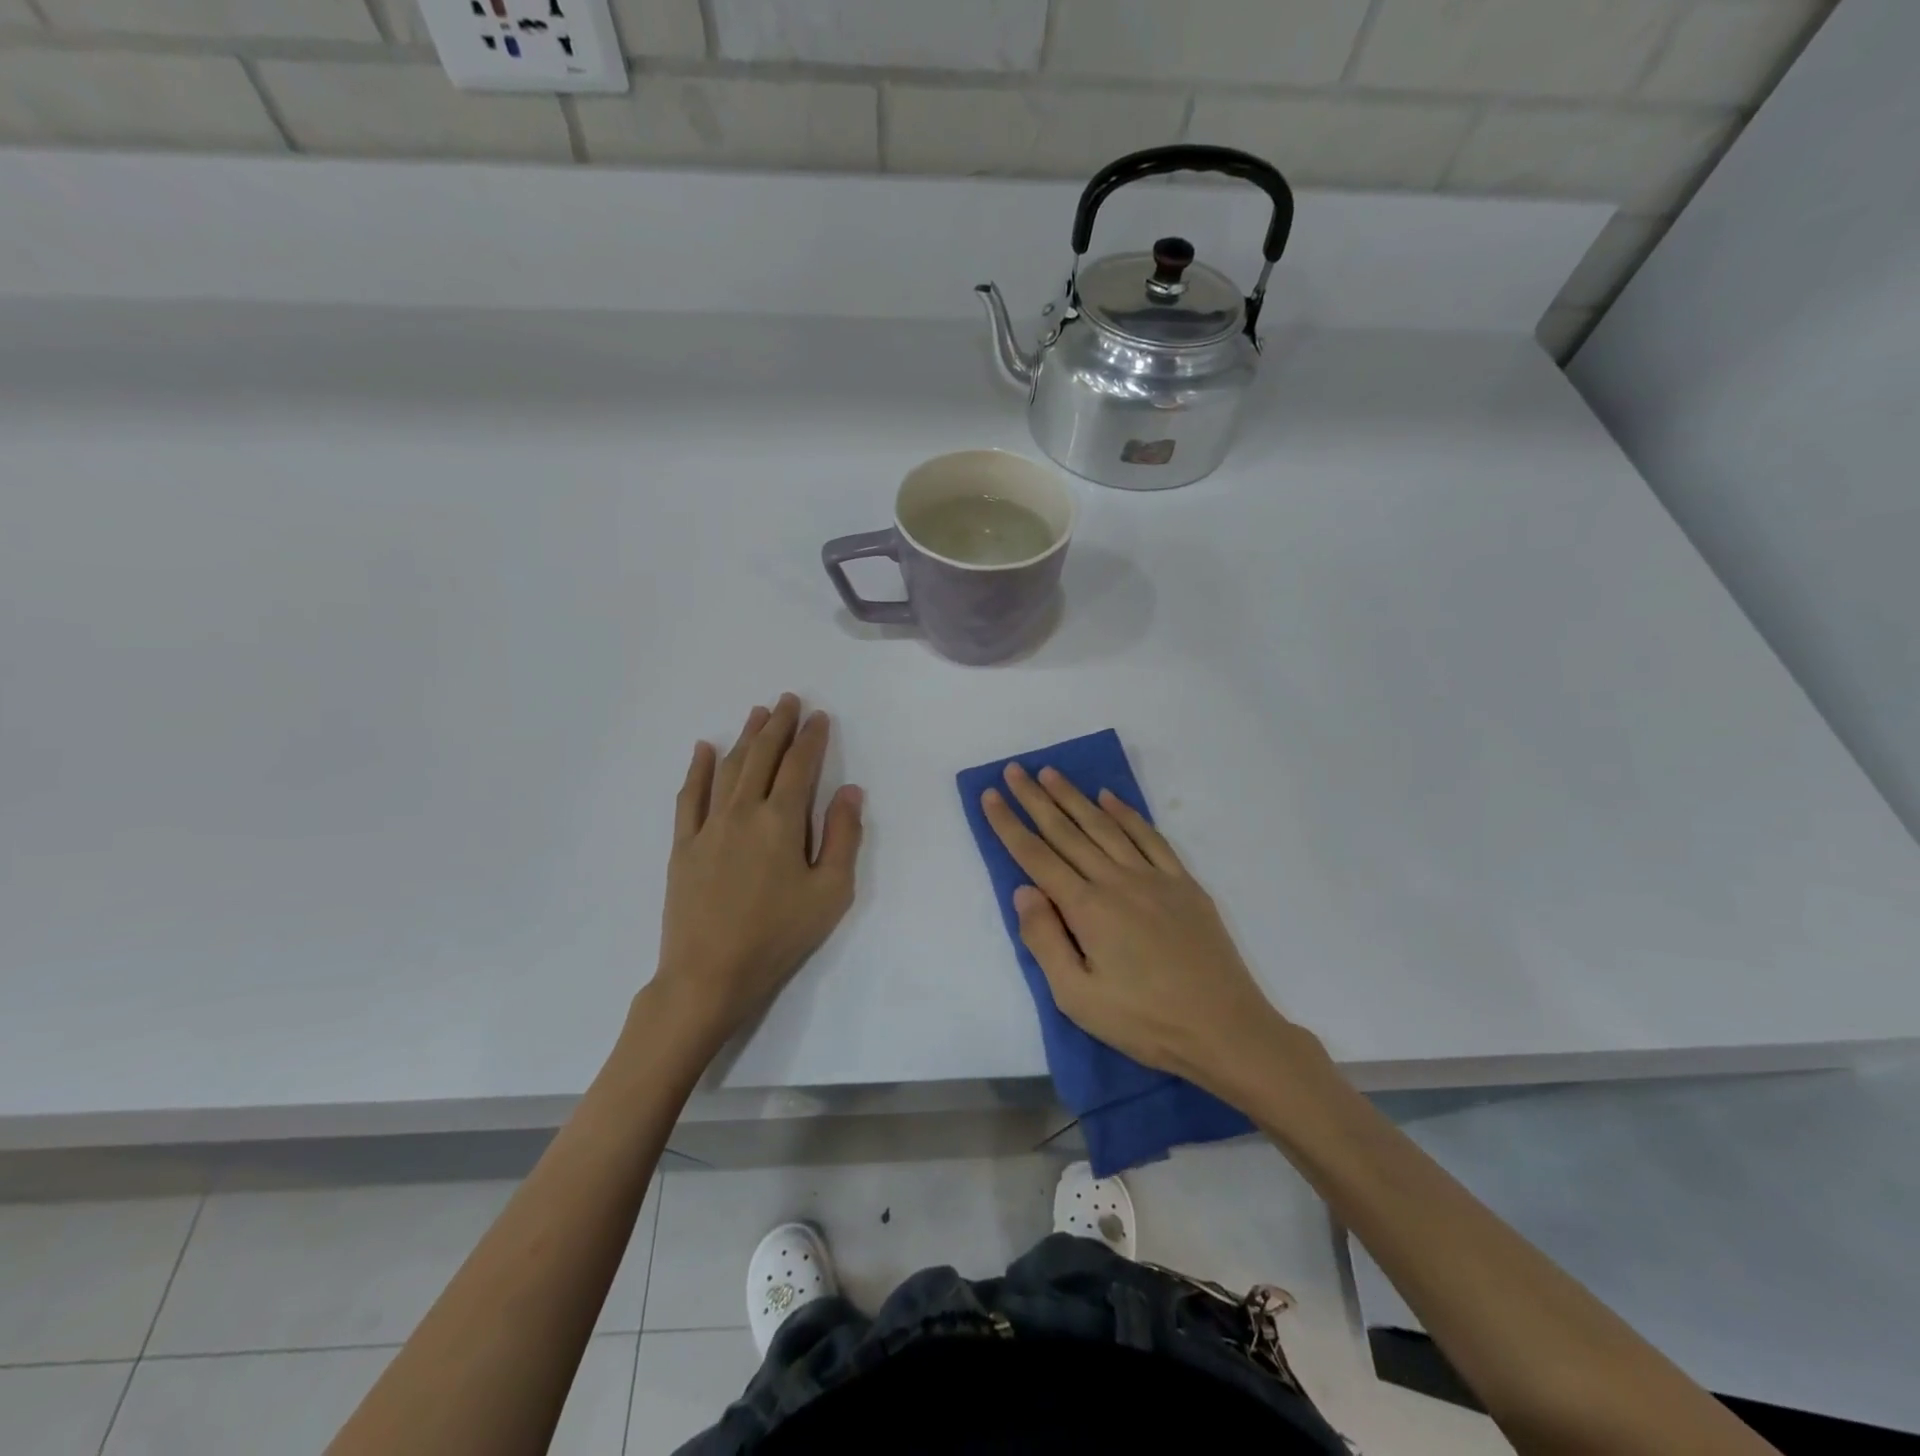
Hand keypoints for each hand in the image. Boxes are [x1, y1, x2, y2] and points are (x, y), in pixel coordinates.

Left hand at [651, 694, 863, 1050]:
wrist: (709, 974)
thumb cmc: (779, 935)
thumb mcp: (830, 892)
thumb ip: (843, 836)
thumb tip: (849, 790)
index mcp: (782, 820)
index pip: (799, 766)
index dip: (811, 738)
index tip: (819, 716)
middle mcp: (743, 811)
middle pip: (762, 756)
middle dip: (778, 725)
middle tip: (788, 700)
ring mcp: (708, 826)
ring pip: (728, 768)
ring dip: (744, 737)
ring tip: (757, 713)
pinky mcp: (684, 845)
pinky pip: (689, 796)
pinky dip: (698, 769)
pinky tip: (704, 748)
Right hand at [981, 762, 1294, 1100]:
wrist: (1225, 1029)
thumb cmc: (1144, 1022)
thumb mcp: (1077, 997)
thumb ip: (1045, 940)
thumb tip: (1023, 891)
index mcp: (1087, 909)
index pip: (1036, 857)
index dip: (1009, 825)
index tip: (990, 796)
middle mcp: (1116, 881)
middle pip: (1067, 831)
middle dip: (1035, 799)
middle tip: (1014, 770)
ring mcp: (1153, 877)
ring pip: (1105, 826)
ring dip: (1075, 797)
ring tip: (1051, 773)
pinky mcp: (1183, 883)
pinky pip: (1150, 836)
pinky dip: (1127, 813)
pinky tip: (1110, 798)